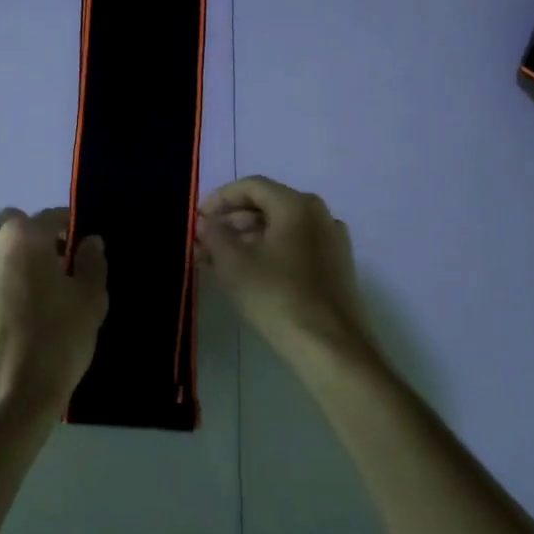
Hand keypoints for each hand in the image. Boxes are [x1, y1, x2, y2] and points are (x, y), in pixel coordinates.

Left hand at [0, 207, 107, 422]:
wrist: (5, 397)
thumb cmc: (56, 342)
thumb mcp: (90, 300)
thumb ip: (91, 262)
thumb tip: (89, 241)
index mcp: (21, 235)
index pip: (52, 218)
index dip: (72, 230)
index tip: (84, 251)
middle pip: (17, 226)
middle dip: (38, 239)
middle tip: (60, 269)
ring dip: (17, 258)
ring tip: (39, 293)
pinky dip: (2, 280)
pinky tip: (19, 312)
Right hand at [195, 177, 376, 367]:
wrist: (331, 347)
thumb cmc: (277, 296)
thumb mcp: (234, 264)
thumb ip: (215, 235)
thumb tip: (206, 222)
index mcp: (297, 205)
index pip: (252, 187)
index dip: (220, 198)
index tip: (198, 217)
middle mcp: (320, 215)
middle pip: (267, 206)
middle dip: (231, 222)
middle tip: (204, 241)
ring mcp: (332, 242)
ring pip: (280, 230)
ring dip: (246, 240)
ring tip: (216, 261)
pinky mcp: (336, 268)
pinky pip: (294, 248)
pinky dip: (267, 253)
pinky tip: (246, 274)